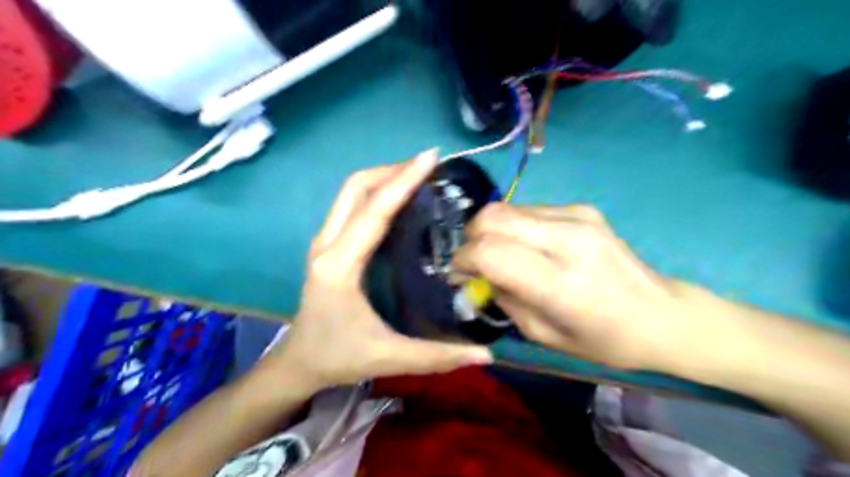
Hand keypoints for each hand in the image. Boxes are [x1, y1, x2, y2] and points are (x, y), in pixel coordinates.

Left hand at [265, 150, 490, 392]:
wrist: (298, 362)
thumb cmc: (338, 357)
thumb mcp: (389, 358)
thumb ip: (439, 356)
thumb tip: (488, 354)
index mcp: (339, 266)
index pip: (374, 211)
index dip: (403, 181)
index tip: (431, 158)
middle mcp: (327, 245)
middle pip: (355, 187)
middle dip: (392, 170)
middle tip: (428, 168)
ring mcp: (323, 241)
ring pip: (351, 192)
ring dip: (383, 177)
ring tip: (419, 178)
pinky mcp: (327, 245)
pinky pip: (351, 205)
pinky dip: (376, 192)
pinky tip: (400, 200)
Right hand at [450, 203, 697, 370]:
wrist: (662, 314)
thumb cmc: (604, 339)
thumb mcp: (543, 336)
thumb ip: (505, 299)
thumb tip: (477, 273)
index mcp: (560, 282)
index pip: (490, 252)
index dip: (463, 258)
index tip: (458, 272)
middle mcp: (568, 239)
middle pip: (493, 217)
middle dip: (471, 237)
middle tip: (474, 260)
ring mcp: (577, 216)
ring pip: (507, 208)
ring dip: (492, 230)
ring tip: (501, 254)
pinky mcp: (582, 208)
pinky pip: (528, 209)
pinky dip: (514, 226)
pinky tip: (527, 246)